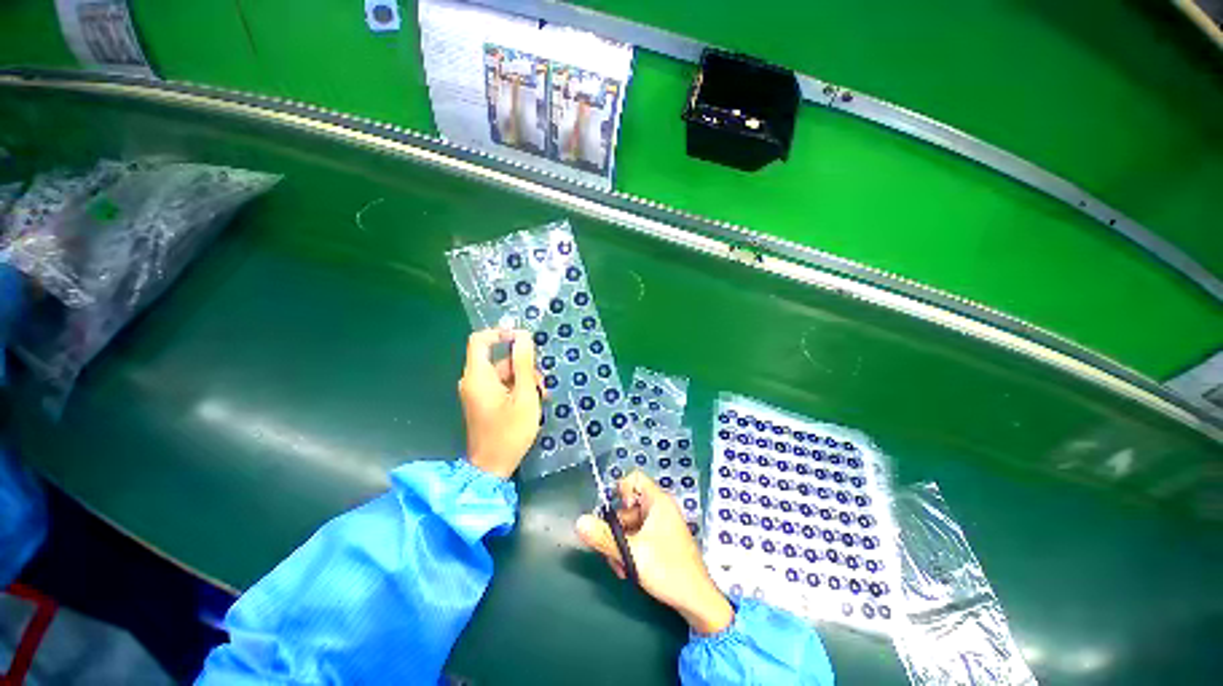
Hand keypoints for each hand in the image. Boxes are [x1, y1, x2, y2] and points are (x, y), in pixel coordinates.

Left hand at [459, 329, 542, 478]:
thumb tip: (523, 336)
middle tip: (542, 383)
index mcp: (478, 376)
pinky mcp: (483, 401)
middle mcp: (473, 380)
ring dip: (524, 379)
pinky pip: (500, 385)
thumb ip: (524, 364)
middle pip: (498, 359)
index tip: (524, 340)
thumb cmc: (510, 432)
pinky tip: (532, 402)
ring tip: (541, 396)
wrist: (492, 467)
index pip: (480, 340)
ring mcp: (477, 392)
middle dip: (523, 366)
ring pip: (503, 373)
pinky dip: (517, 389)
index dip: (501, 333)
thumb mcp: (525, 395)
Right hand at [576, 471, 733, 634]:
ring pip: (630, 525)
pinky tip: (629, 569)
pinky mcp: (661, 540)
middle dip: (617, 529)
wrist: (697, 601)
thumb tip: (580, 522)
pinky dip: (631, 550)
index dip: (621, 492)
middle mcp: (659, 508)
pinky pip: (638, 536)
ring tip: (623, 567)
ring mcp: (661, 525)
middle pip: (627, 506)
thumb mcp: (632, 553)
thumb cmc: (668, 570)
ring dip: (621, 544)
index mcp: (657, 501)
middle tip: (613, 550)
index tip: (616, 515)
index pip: (634, 478)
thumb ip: (604, 537)